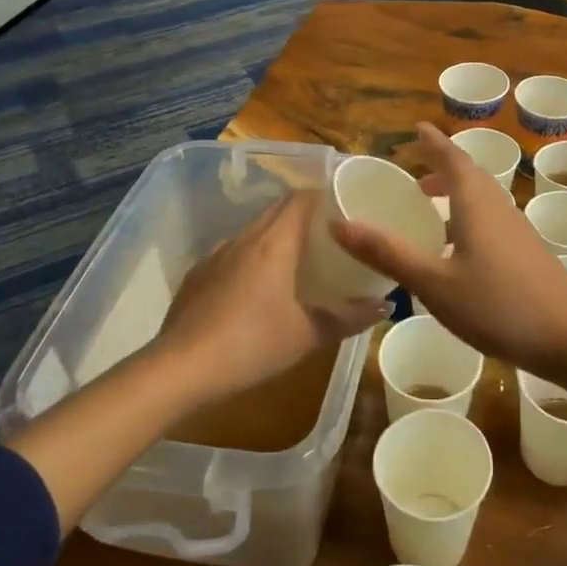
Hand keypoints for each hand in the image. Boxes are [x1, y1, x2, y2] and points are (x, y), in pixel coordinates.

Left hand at [158, 191, 385, 404]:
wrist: (180, 369)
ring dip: (276, 236)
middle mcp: (245, 238)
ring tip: (297, 260)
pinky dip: (251, 258)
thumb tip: (385, 305)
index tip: (344, 207)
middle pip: (277, 210)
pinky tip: (256, 289)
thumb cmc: (252, 344)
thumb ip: (349, 317)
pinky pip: (232, 253)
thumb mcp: (308, 335)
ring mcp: (216, 254)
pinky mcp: (197, 275)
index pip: (301, 199)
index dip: (324, 197)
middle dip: (303, 215)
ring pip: (253, 231)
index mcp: (274, 242)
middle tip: (329, 235)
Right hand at [330, 122, 566, 383]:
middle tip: (413, 174)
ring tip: (429, 206)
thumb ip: (388, 253)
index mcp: (476, 203)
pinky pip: (490, 220)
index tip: (417, 128)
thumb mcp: (434, 283)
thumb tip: (339, 223)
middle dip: (441, 167)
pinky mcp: (526, 253)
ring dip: (454, 193)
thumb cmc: (499, 305)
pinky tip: (456, 248)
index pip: (452, 158)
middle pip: (468, 175)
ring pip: (481, 199)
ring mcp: (517, 230)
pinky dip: (467, 217)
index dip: (433, 142)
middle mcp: (498, 207)